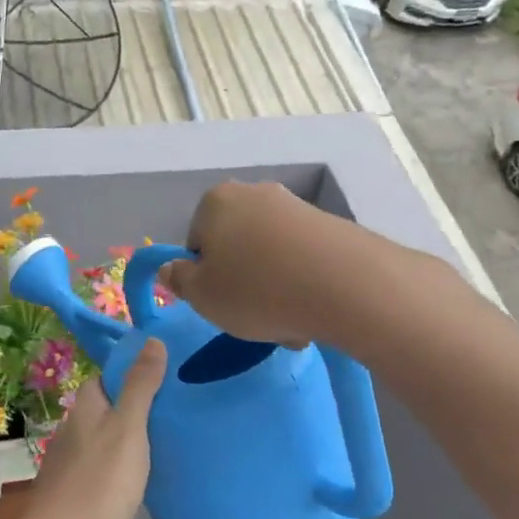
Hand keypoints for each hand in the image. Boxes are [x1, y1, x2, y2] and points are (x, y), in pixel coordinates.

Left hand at [23, 340, 166, 518]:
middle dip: (136, 404)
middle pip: (108, 406)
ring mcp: (71, 459)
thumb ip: (140, 386)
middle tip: (177, 408)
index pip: (108, 375)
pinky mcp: (74, 488)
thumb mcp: (129, 428)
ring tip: (168, 440)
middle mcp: (74, 427)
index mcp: (86, 406)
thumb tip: (151, 339)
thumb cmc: (99, 482)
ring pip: (105, 436)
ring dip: (130, 435)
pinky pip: (103, 463)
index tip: (168, 373)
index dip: (134, 370)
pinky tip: (141, 476)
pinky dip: (122, 462)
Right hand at [157, 181, 366, 346]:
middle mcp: (255, 193)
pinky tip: (312, 313)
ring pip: (270, 258)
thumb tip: (172, 268)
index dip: (203, 277)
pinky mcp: (331, 226)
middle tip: (251, 317)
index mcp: (216, 202)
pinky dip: (301, 286)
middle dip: (241, 283)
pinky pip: (302, 261)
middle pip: (235, 247)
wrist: (346, 285)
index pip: (196, 242)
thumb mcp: (201, 296)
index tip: (219, 302)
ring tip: (288, 324)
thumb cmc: (256, 290)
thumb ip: (178, 280)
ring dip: (272, 290)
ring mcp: (296, 207)